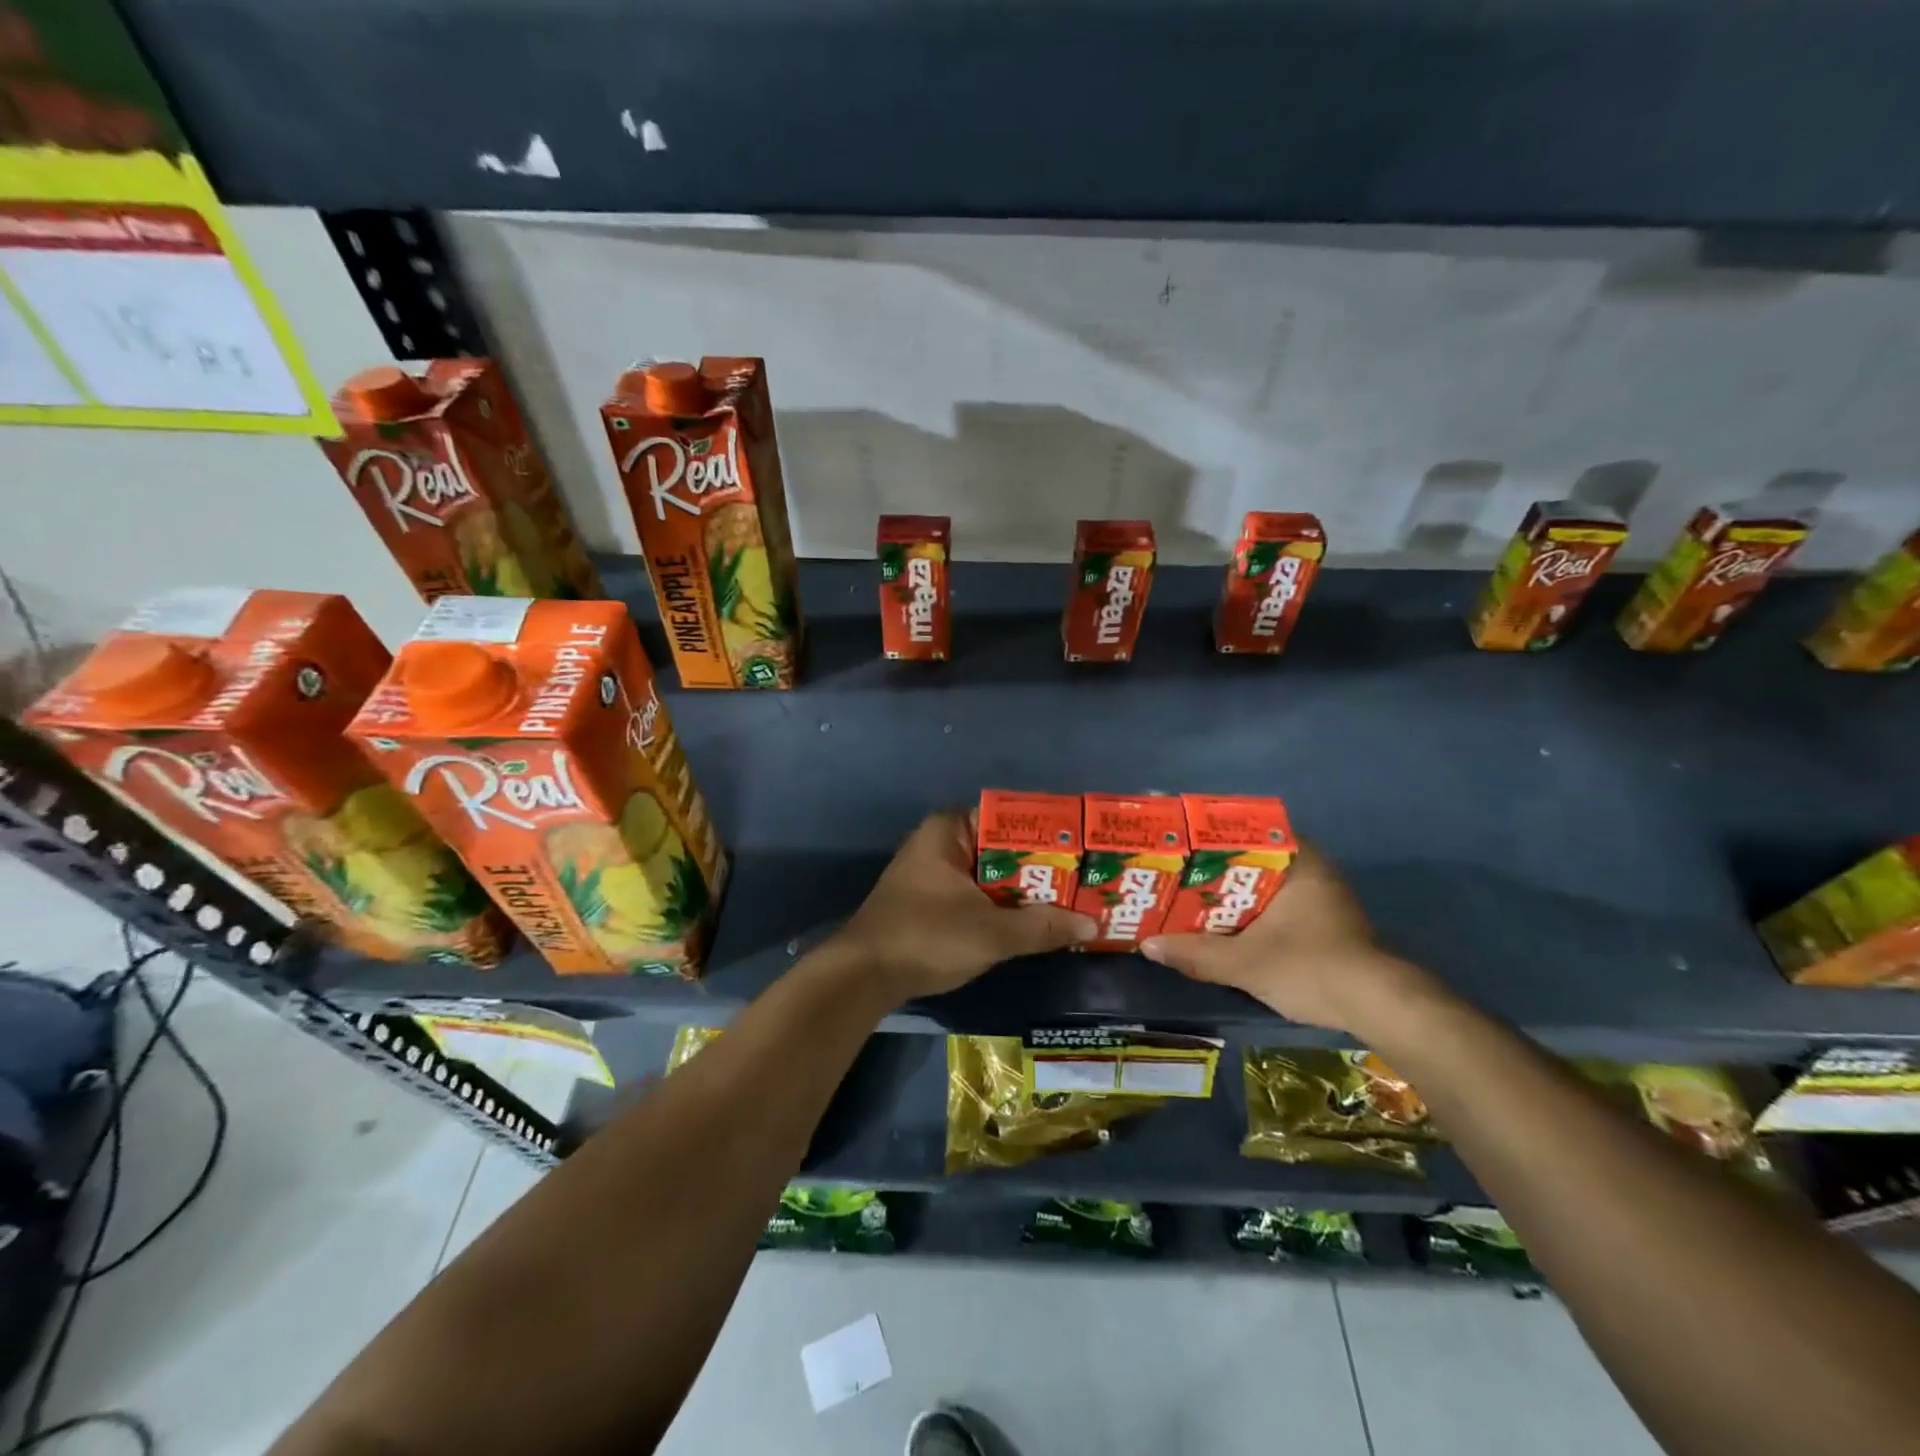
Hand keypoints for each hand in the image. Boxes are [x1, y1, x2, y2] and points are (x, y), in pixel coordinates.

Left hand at [831, 811, 1096, 1001]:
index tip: (1084, 852)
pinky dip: (1003, 906)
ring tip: (1071, 903)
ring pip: (992, 875)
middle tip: (1086, 882)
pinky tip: (1034, 923)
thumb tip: (1092, 924)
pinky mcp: (931, 900)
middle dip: (1042, 870)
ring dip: (1024, 892)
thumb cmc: (927, 937)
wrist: (863, 976)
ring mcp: (934, 872)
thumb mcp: (992, 933)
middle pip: (1003, 849)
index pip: (1010, 819)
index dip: (1049, 837)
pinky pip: (977, 893)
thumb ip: (1042, 926)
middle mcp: (941, 841)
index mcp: (950, 829)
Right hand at [1140, 843, 1431, 1032]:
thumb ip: (1195, 953)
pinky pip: (1276, 903)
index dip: (1209, 836)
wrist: (1378, 1008)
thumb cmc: (1310, 967)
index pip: (1246, 830)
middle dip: (1214, 867)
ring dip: (1232, 892)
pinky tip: (1223, 925)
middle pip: (1251, 858)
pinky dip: (1250, 911)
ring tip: (1189, 897)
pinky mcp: (1325, 923)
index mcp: (1297, 860)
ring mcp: (1322, 896)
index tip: (1180, 843)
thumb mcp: (1244, 962)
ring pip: (1264, 883)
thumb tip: (1147, 945)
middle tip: (1175, 873)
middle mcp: (1312, 869)